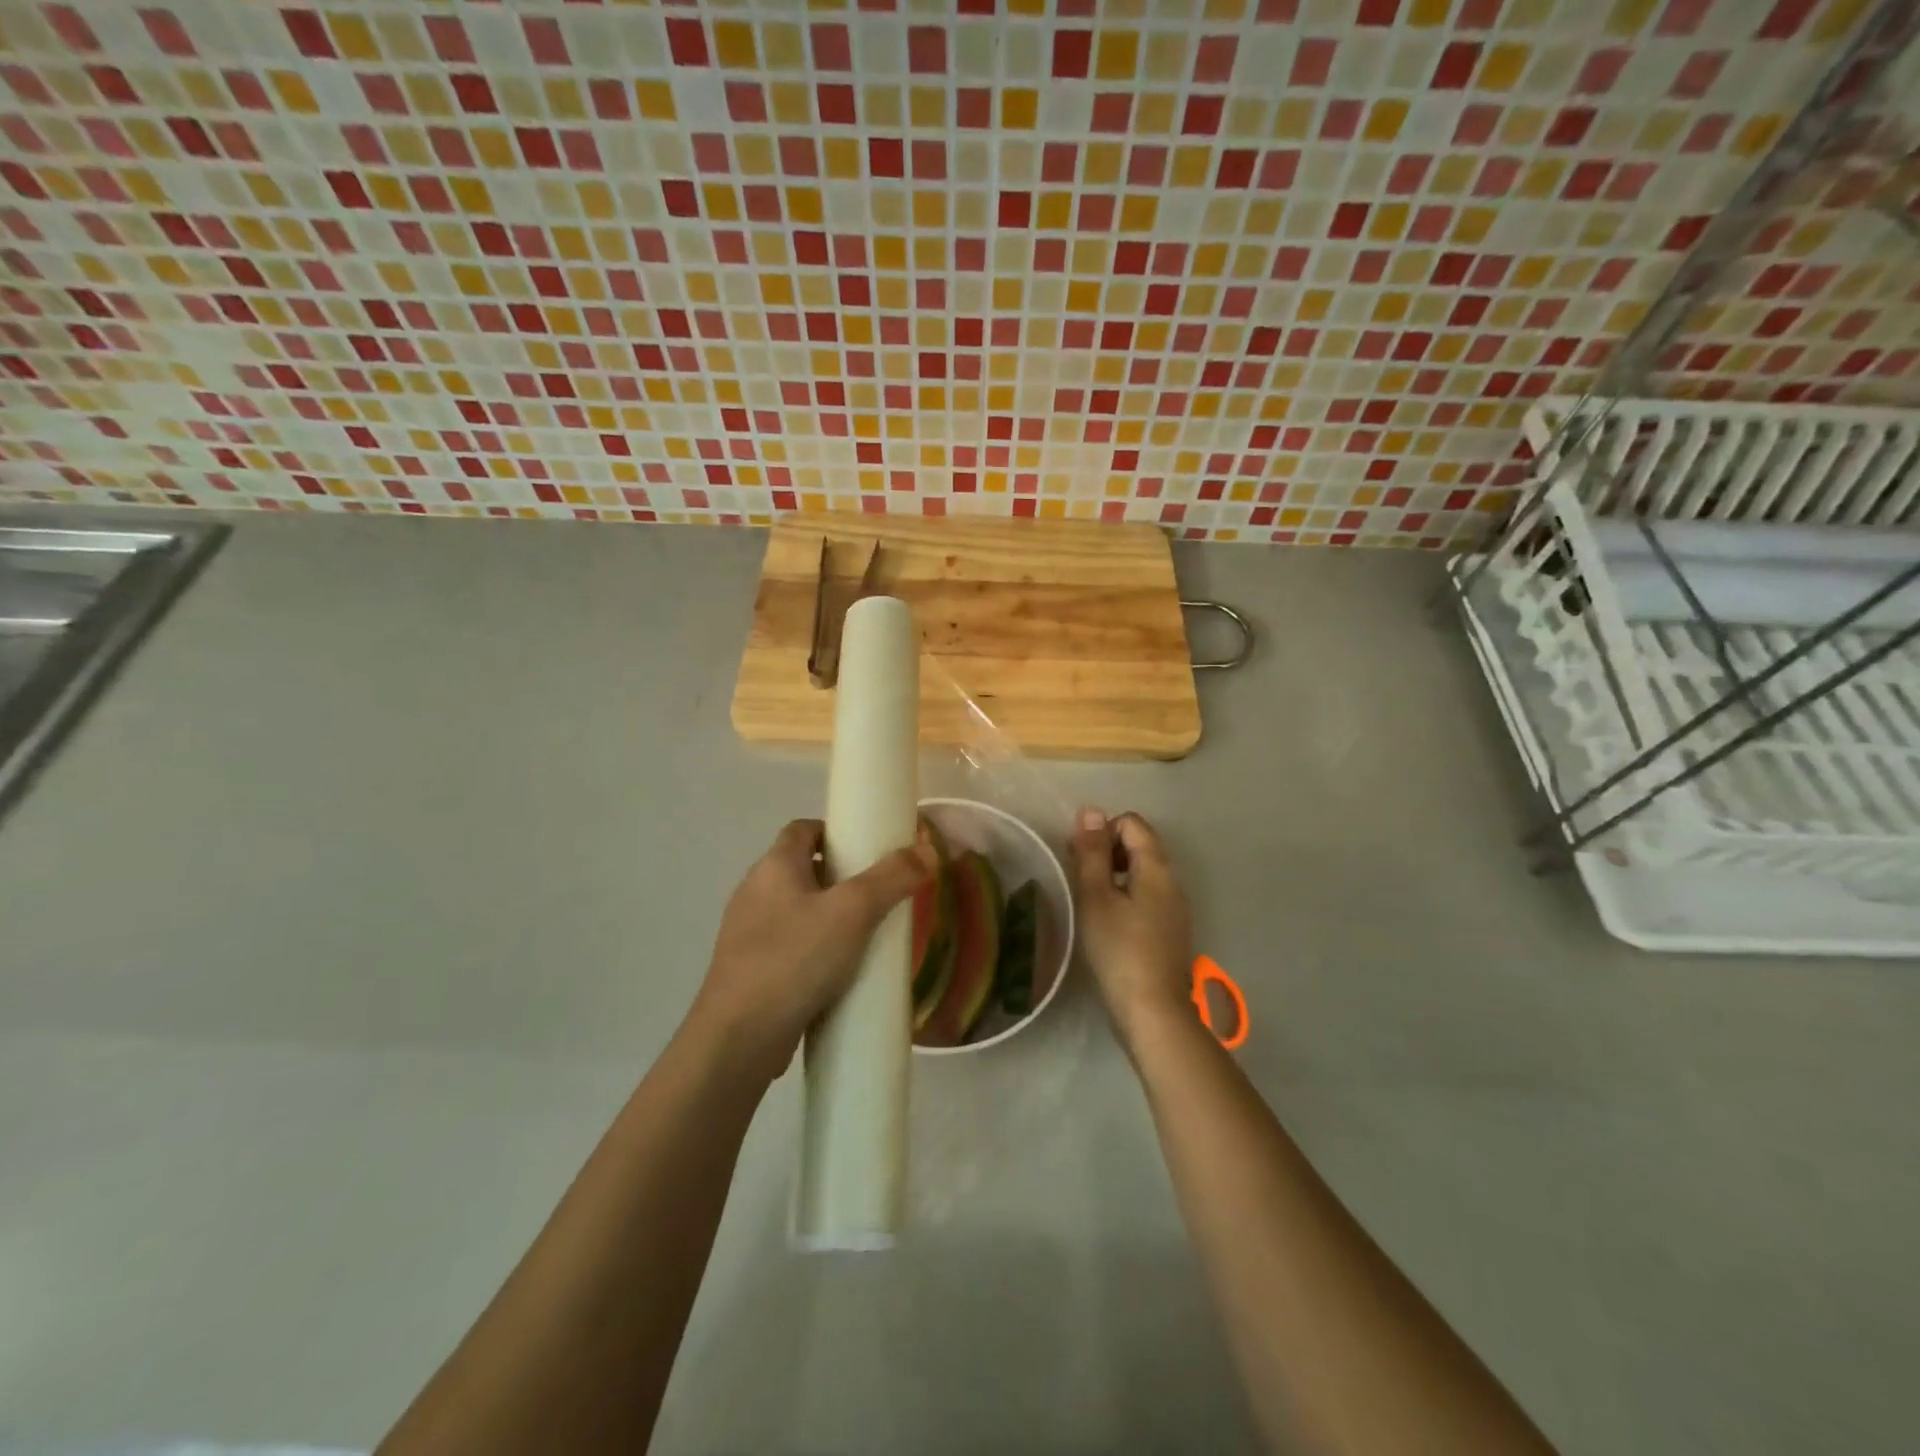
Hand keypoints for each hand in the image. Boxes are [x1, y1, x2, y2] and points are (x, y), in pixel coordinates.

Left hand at [691, 819, 934, 1079]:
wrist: (739, 1038)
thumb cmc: (795, 959)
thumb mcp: (853, 912)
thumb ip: (892, 878)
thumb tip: (929, 850)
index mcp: (773, 866)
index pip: (803, 829)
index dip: (835, 831)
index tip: (868, 849)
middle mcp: (754, 892)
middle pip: (802, 869)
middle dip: (840, 877)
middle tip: (878, 893)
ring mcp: (746, 934)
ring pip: (796, 910)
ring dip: (828, 916)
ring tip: (866, 934)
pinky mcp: (748, 971)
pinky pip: (788, 947)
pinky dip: (814, 950)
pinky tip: (839, 972)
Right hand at [1070, 809, 1193, 1049]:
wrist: (1153, 1011)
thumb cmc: (1119, 949)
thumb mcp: (1096, 896)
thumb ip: (1092, 852)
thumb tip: (1091, 811)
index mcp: (1156, 867)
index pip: (1131, 823)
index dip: (1102, 830)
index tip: (1078, 857)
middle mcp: (1172, 881)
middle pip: (1139, 844)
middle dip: (1106, 850)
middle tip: (1078, 877)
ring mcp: (1174, 907)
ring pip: (1141, 872)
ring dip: (1112, 874)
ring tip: (1087, 899)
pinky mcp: (1169, 930)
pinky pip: (1146, 895)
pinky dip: (1123, 896)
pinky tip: (1106, 922)